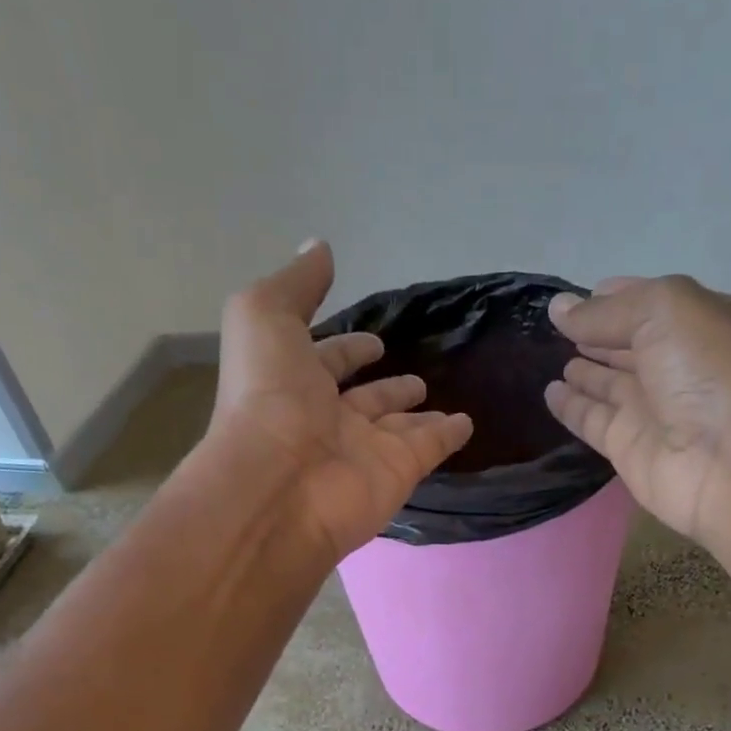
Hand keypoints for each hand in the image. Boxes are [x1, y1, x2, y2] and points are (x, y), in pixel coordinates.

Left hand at [209, 241, 472, 562]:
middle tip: (414, 376)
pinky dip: (448, 435)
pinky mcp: (399, 472)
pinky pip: (429, 448)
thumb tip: (320, 247)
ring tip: (437, 395)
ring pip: (398, 427)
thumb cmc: (268, 396)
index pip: (325, 361)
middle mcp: (328, 419)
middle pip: (364, 399)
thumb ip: (296, 284)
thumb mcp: (264, 318)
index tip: (373, 340)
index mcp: (293, 383)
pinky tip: (467, 423)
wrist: (281, 484)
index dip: (346, 348)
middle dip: (385, 386)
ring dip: (416, 412)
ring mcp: (365, 449)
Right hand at [543, 275, 730, 544]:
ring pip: (610, 385)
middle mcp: (677, 365)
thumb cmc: (708, 372)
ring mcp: (653, 410)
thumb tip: (558, 308)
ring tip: (548, 356)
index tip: (576, 296)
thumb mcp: (664, 312)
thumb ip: (607, 311)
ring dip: (584, 371)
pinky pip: (593, 421)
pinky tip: (549, 393)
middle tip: (555, 328)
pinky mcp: (629, 448)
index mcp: (698, 324)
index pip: (650, 304)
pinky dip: (571, 407)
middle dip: (598, 334)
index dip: (615, 297)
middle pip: (629, 345)